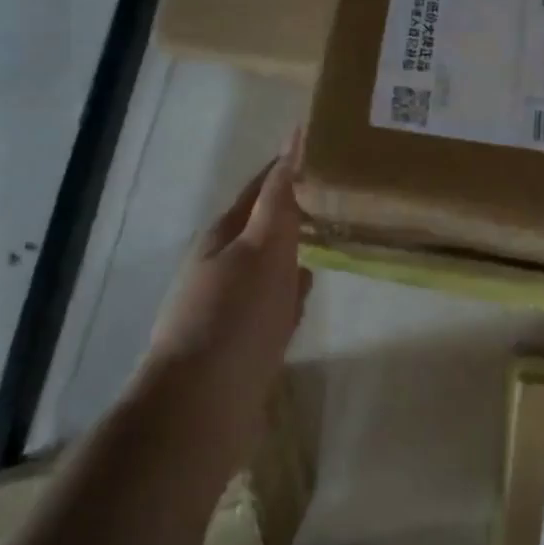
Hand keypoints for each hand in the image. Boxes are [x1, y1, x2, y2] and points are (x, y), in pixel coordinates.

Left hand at [140, 136, 311, 460]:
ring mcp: (232, 305)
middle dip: (296, 207)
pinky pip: (275, 301)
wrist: (200, 409)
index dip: (289, 167)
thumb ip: (281, 197)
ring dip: (296, 247)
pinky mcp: (243, 340)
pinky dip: (293, 289)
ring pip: (271, 264)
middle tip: (342, 191)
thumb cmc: (233, 317)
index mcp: (224, 236)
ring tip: (334, 233)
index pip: (261, 188)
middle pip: (265, 225)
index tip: (326, 148)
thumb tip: (296, 136)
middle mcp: (223, 265)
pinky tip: (309, 288)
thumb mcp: (262, 247)